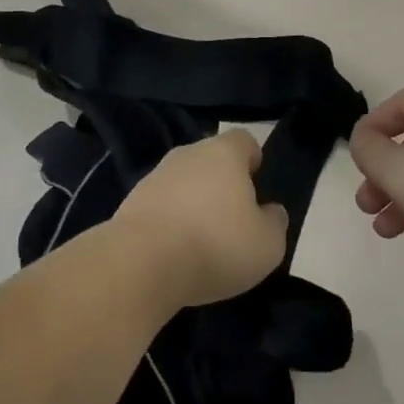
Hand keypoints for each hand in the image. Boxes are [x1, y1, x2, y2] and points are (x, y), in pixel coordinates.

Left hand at [114, 129, 289, 308]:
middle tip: (233, 221)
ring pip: (183, 183)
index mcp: (223, 153)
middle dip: (222, 184)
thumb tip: (270, 211)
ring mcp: (154, 177)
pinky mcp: (130, 204)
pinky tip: (175, 254)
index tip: (257, 187)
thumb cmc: (216, 244)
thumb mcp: (267, 244)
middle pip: (210, 161)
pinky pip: (160, 207)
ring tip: (202, 243)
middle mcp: (187, 155)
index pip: (243, 140)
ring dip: (193, 205)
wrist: (141, 263)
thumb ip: (274, 222)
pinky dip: (169, 224)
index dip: (253, 159)